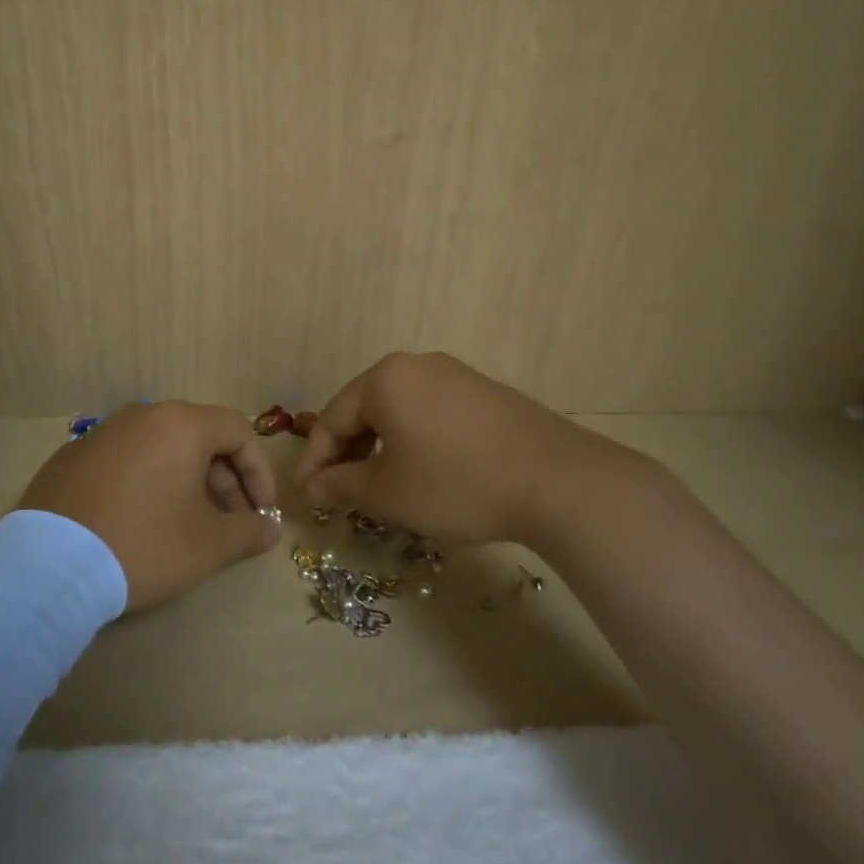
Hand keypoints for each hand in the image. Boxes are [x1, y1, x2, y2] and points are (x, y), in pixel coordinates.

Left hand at [18, 401, 280, 610]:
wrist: (49, 566)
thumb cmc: (144, 544)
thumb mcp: (208, 545)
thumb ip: (248, 531)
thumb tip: (269, 530)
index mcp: (180, 424)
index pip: (238, 431)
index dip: (259, 471)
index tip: (261, 511)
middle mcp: (141, 416)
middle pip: (199, 437)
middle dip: (224, 479)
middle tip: (230, 521)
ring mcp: (101, 434)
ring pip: (160, 448)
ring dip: (186, 480)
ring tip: (188, 523)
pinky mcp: (71, 457)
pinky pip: (125, 461)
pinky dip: (146, 482)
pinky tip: (140, 521)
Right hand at [296, 352, 646, 545]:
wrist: (556, 480)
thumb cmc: (455, 483)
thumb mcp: (388, 492)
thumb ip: (340, 486)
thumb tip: (310, 487)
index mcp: (385, 379)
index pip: (332, 419)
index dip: (314, 461)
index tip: (306, 497)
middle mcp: (416, 365)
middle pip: (364, 409)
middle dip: (347, 453)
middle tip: (340, 494)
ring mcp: (455, 375)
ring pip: (399, 411)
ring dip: (380, 448)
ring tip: (380, 486)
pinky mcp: (484, 392)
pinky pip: (431, 413)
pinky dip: (414, 441)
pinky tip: (424, 472)